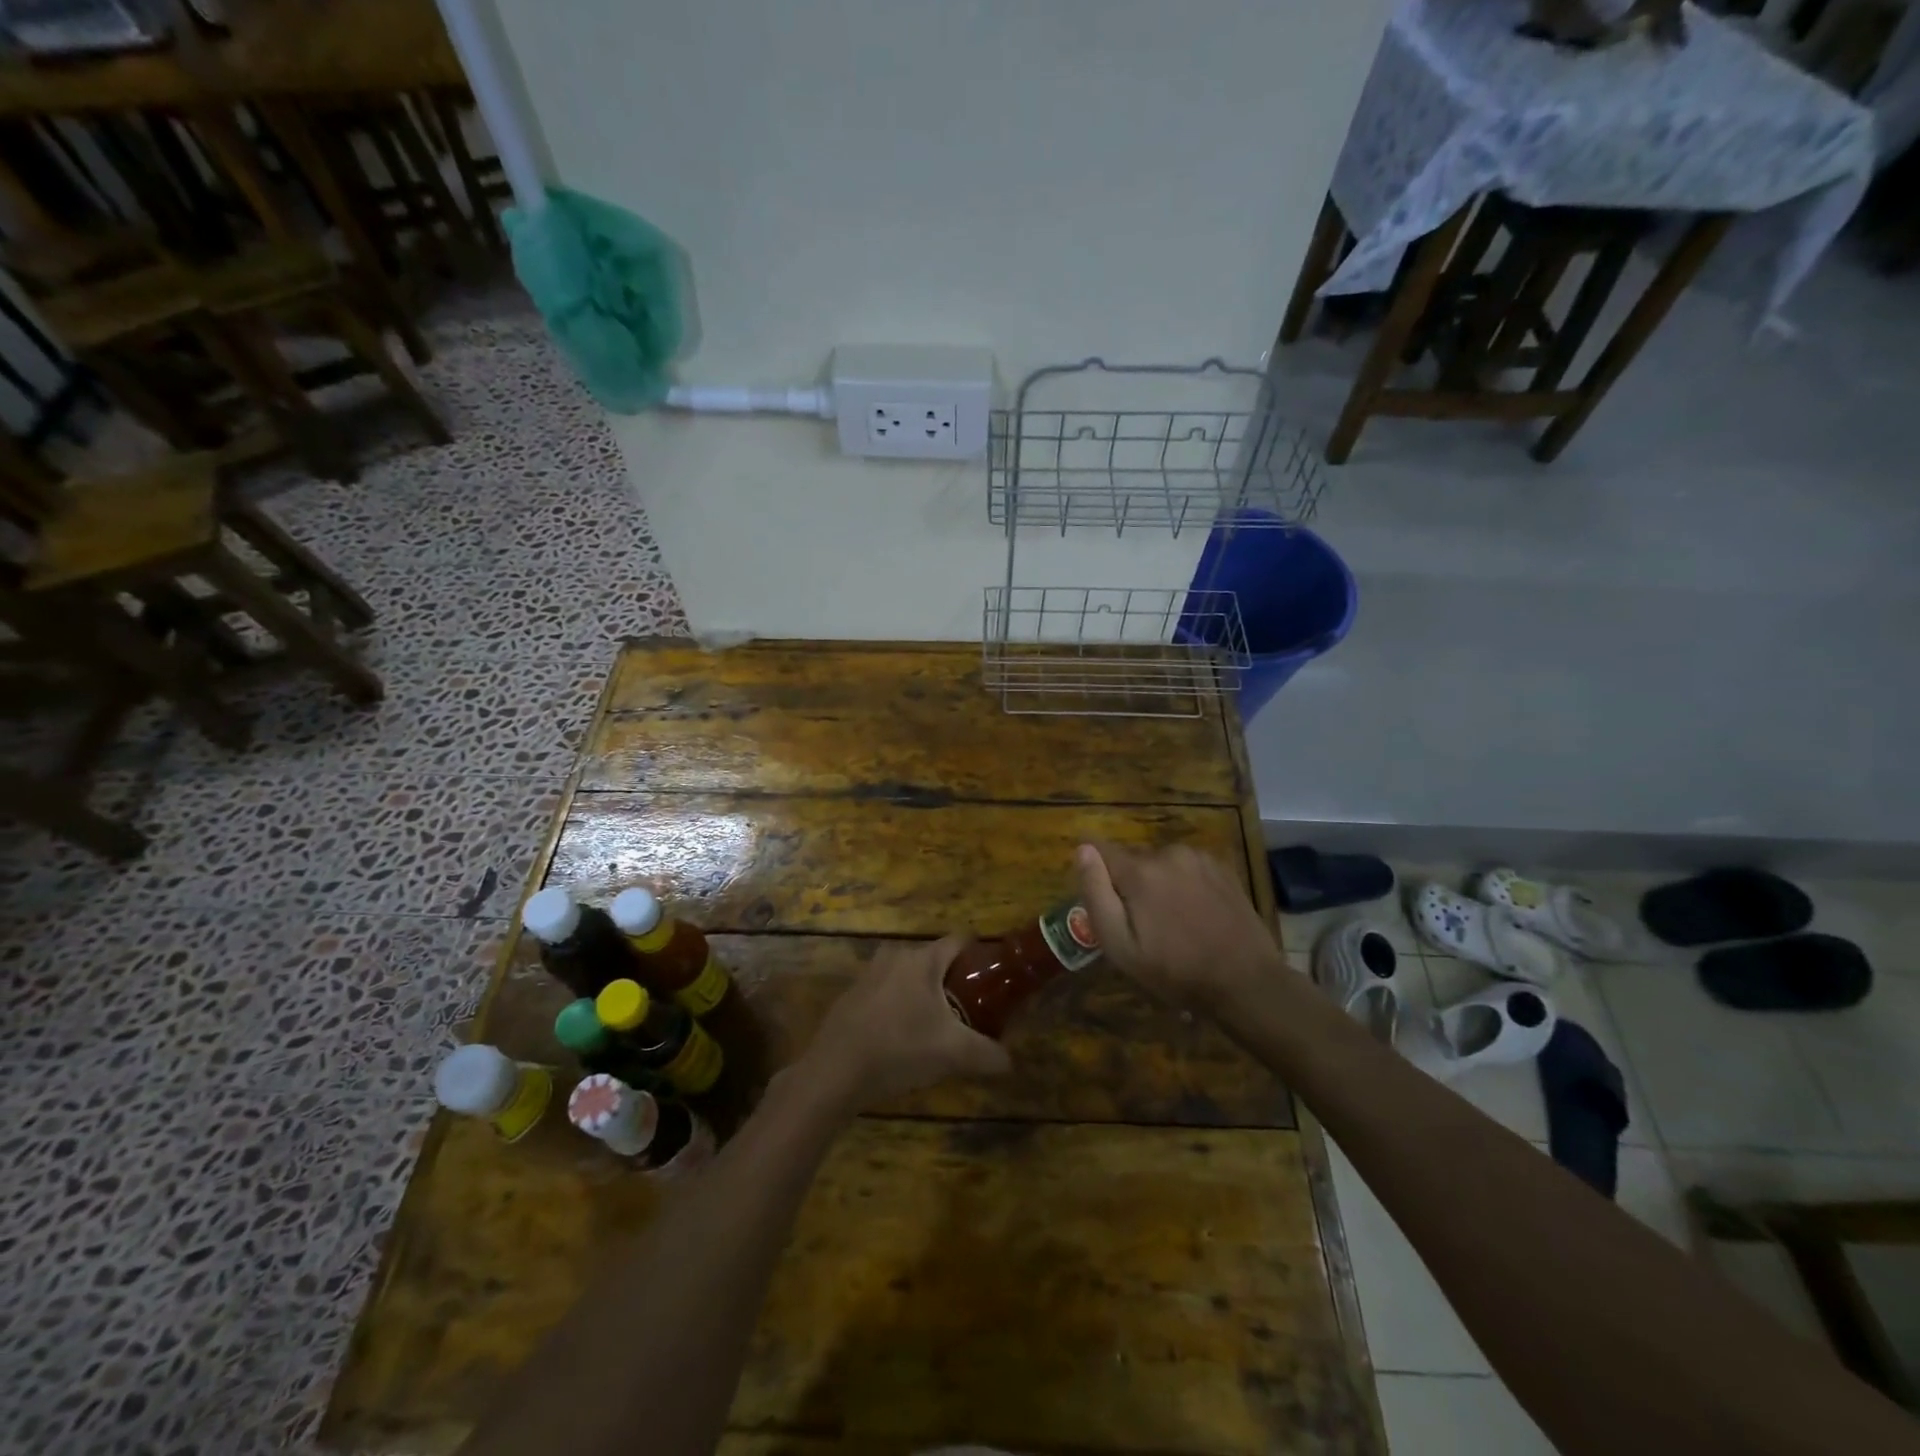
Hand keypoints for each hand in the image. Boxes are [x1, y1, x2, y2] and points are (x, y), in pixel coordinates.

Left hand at [795, 937, 1011, 1114]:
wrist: (835, 1071)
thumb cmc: (900, 1048)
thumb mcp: (953, 1054)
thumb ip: (988, 1054)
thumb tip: (1009, 1061)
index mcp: (923, 959)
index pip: (960, 940)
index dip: (981, 956)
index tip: (994, 979)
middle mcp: (896, 956)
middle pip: (935, 960)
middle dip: (954, 981)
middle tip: (970, 1009)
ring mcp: (870, 974)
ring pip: (909, 976)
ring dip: (925, 995)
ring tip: (938, 1026)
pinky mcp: (852, 995)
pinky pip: (887, 992)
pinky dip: (900, 1006)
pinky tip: (903, 1038)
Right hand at [1075, 842, 1281, 1008]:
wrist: (1246, 982)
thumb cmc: (1176, 971)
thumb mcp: (1121, 946)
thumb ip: (1097, 894)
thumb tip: (1082, 849)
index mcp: (1140, 871)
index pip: (1099, 849)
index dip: (1096, 873)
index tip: (1105, 901)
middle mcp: (1168, 853)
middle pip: (1132, 861)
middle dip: (1130, 885)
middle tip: (1144, 926)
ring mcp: (1199, 858)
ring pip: (1161, 864)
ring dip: (1159, 884)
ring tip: (1173, 922)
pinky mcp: (1222, 867)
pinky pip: (1187, 868)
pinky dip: (1184, 884)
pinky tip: (1196, 914)